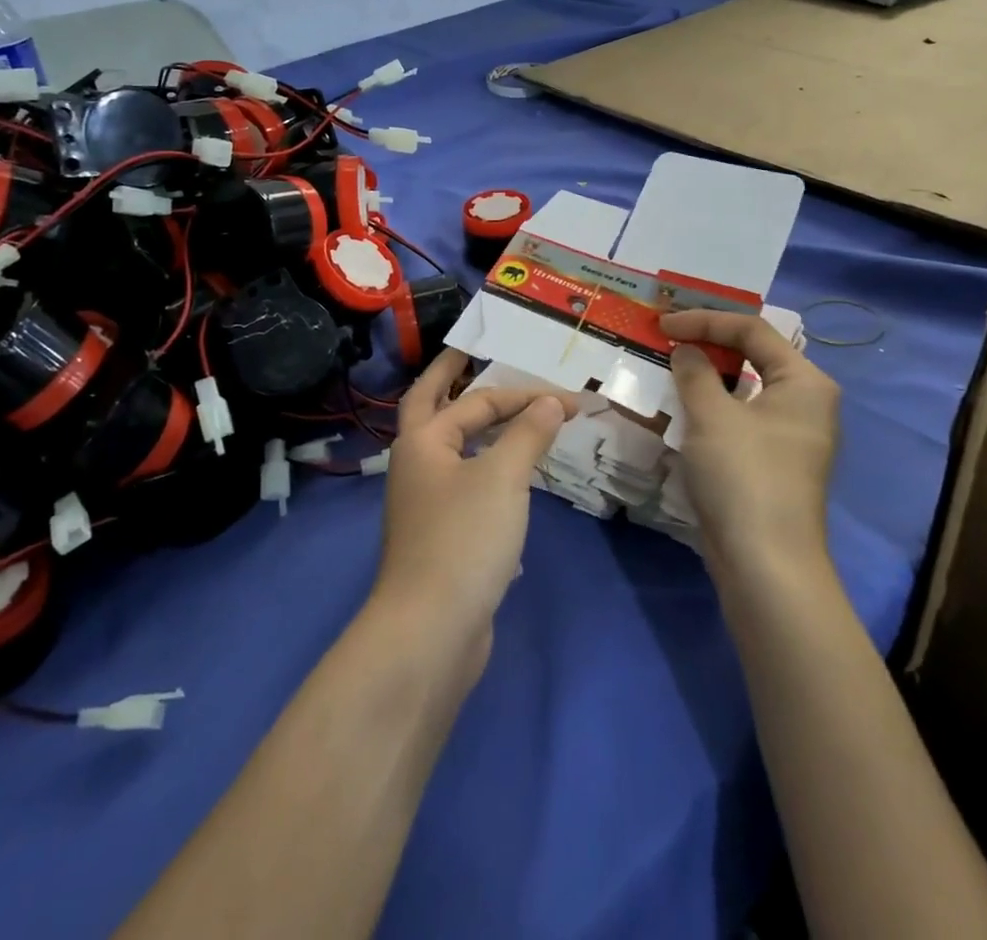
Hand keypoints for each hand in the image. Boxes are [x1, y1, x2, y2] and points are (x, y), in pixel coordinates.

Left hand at [369, 349, 567, 673]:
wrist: (431, 632)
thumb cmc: (464, 539)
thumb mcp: (503, 477)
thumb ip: (528, 434)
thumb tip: (549, 402)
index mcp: (423, 441)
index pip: (476, 401)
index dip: (523, 394)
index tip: (570, 400)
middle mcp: (417, 465)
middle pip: (432, 407)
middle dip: (450, 379)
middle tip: (469, 354)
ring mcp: (425, 504)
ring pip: (451, 452)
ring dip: (476, 431)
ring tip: (507, 417)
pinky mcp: (440, 539)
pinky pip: (464, 491)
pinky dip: (486, 476)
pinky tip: (512, 486)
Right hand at [661, 310, 841, 581]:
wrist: (766, 566)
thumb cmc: (744, 475)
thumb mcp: (711, 415)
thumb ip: (695, 372)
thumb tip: (686, 351)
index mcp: (804, 381)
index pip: (752, 330)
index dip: (705, 320)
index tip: (663, 324)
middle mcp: (805, 403)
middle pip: (751, 357)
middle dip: (706, 345)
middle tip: (666, 338)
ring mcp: (790, 436)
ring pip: (742, 391)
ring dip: (704, 378)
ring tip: (667, 369)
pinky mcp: (771, 464)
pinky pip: (738, 420)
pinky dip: (709, 410)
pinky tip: (678, 411)